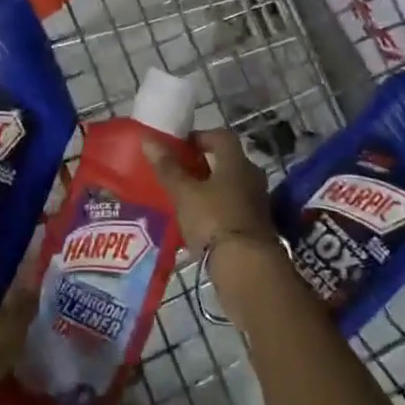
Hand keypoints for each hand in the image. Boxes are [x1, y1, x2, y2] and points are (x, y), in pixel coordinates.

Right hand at [144, 129, 278, 253]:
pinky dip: (217, 210)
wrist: (248, 269)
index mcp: (237, 162)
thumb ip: (167, 167)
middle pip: (226, 161)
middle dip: (202, 165)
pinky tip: (199, 222)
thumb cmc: (214, 220)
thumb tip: (148, 139)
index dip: (199, 137)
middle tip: (178, 173)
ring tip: (184, 199)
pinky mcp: (256, 227)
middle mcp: (251, 177)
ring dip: (210, 189)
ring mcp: (257, 203)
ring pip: (230, 186)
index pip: (220, 136)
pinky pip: (233, 208)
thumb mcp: (184, 193)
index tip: (179, 147)